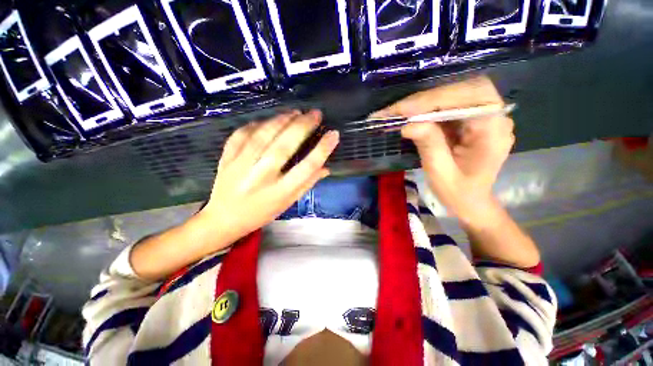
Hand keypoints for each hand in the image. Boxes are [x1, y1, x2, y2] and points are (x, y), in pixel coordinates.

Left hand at [198, 110, 339, 249]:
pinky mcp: (226, 158)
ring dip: (281, 120)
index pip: (306, 168)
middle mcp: (261, 178)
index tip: (334, 134)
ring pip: (263, 136)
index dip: (322, 149)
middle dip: (302, 126)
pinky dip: (257, 124)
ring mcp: (240, 166)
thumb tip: (326, 167)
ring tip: (296, 112)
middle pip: (284, 147)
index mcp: (279, 193)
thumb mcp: (288, 203)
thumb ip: (307, 184)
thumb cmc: (262, 213)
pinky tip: (269, 120)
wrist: (223, 219)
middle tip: (315, 114)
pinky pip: (242, 134)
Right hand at [373, 76, 513, 225]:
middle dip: (425, 99)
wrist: (471, 200)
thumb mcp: (440, 173)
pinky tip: (411, 115)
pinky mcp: (472, 118)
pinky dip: (428, 108)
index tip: (401, 110)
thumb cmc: (459, 192)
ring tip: (399, 112)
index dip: (430, 102)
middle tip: (396, 110)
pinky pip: (450, 104)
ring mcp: (485, 115)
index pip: (465, 100)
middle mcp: (495, 116)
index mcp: (493, 130)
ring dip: (424, 102)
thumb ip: (429, 146)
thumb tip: (408, 125)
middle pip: (461, 90)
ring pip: (454, 94)